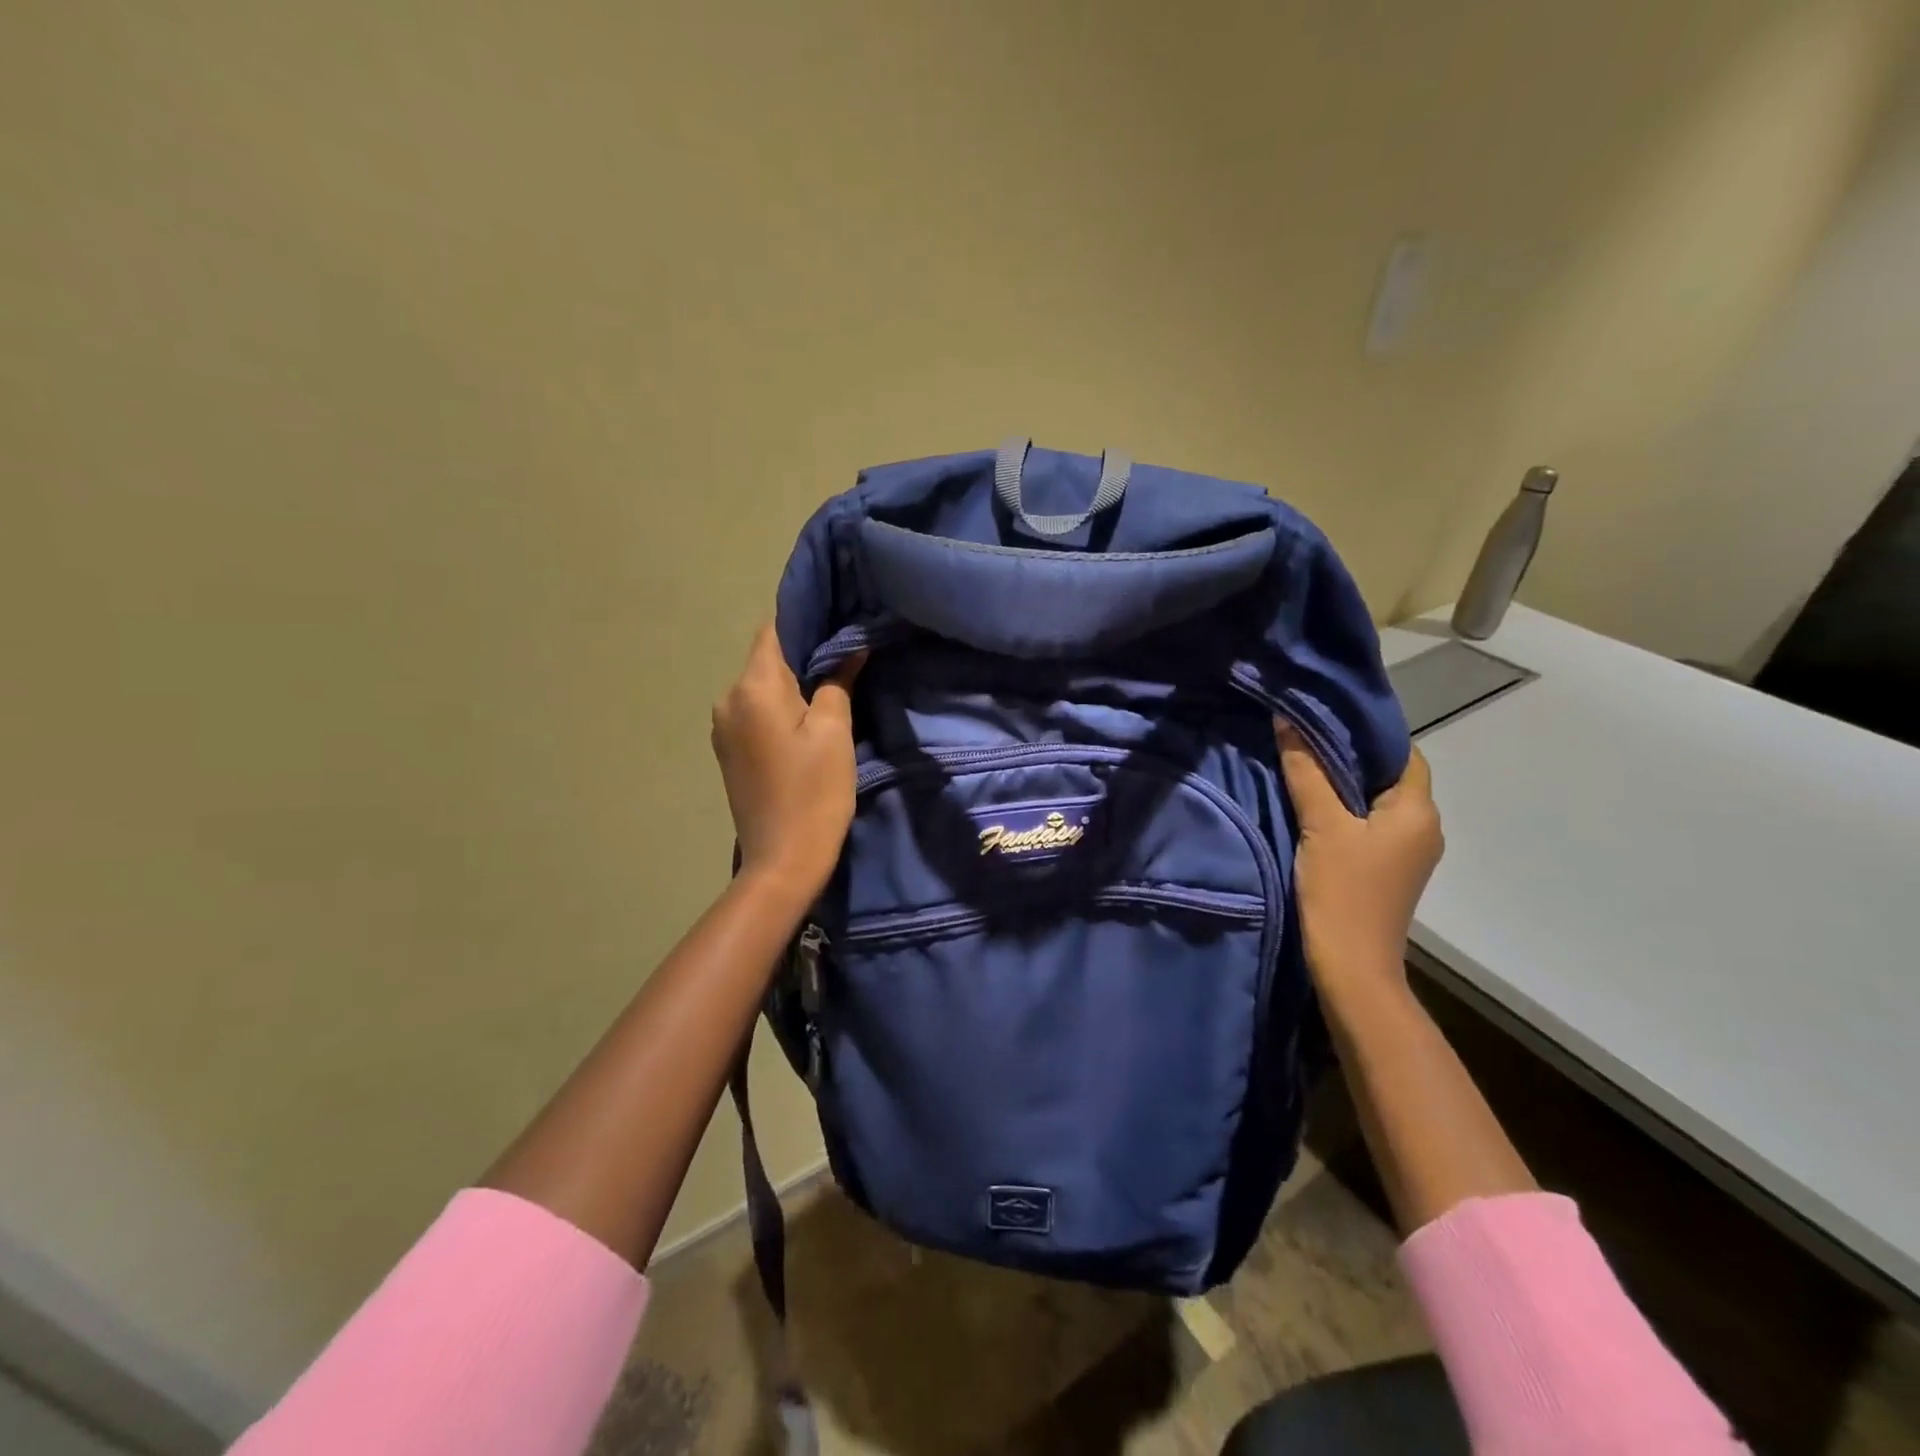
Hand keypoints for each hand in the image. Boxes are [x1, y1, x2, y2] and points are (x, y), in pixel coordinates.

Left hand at [711, 625, 864, 901]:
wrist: (782, 861)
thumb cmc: (814, 792)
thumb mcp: (835, 732)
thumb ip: (837, 681)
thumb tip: (848, 649)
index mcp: (751, 688)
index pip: (774, 630)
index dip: (805, 620)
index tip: (838, 621)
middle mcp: (727, 700)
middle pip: (767, 660)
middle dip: (804, 655)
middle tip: (847, 657)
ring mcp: (723, 728)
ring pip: (763, 687)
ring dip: (794, 684)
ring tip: (833, 689)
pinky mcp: (729, 751)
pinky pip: (757, 712)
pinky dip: (782, 708)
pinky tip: (809, 720)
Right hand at [1277, 725, 1442, 999]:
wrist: (1351, 967)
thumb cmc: (1343, 891)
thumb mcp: (1321, 825)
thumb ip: (1306, 771)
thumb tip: (1289, 719)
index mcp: (1418, 810)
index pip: (1402, 752)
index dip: (1366, 732)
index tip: (1324, 717)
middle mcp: (1424, 827)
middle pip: (1388, 776)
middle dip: (1349, 756)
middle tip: (1303, 737)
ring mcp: (1407, 852)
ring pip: (1376, 802)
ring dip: (1344, 785)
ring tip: (1302, 766)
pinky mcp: (1387, 870)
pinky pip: (1369, 825)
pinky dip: (1345, 811)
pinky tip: (1312, 807)